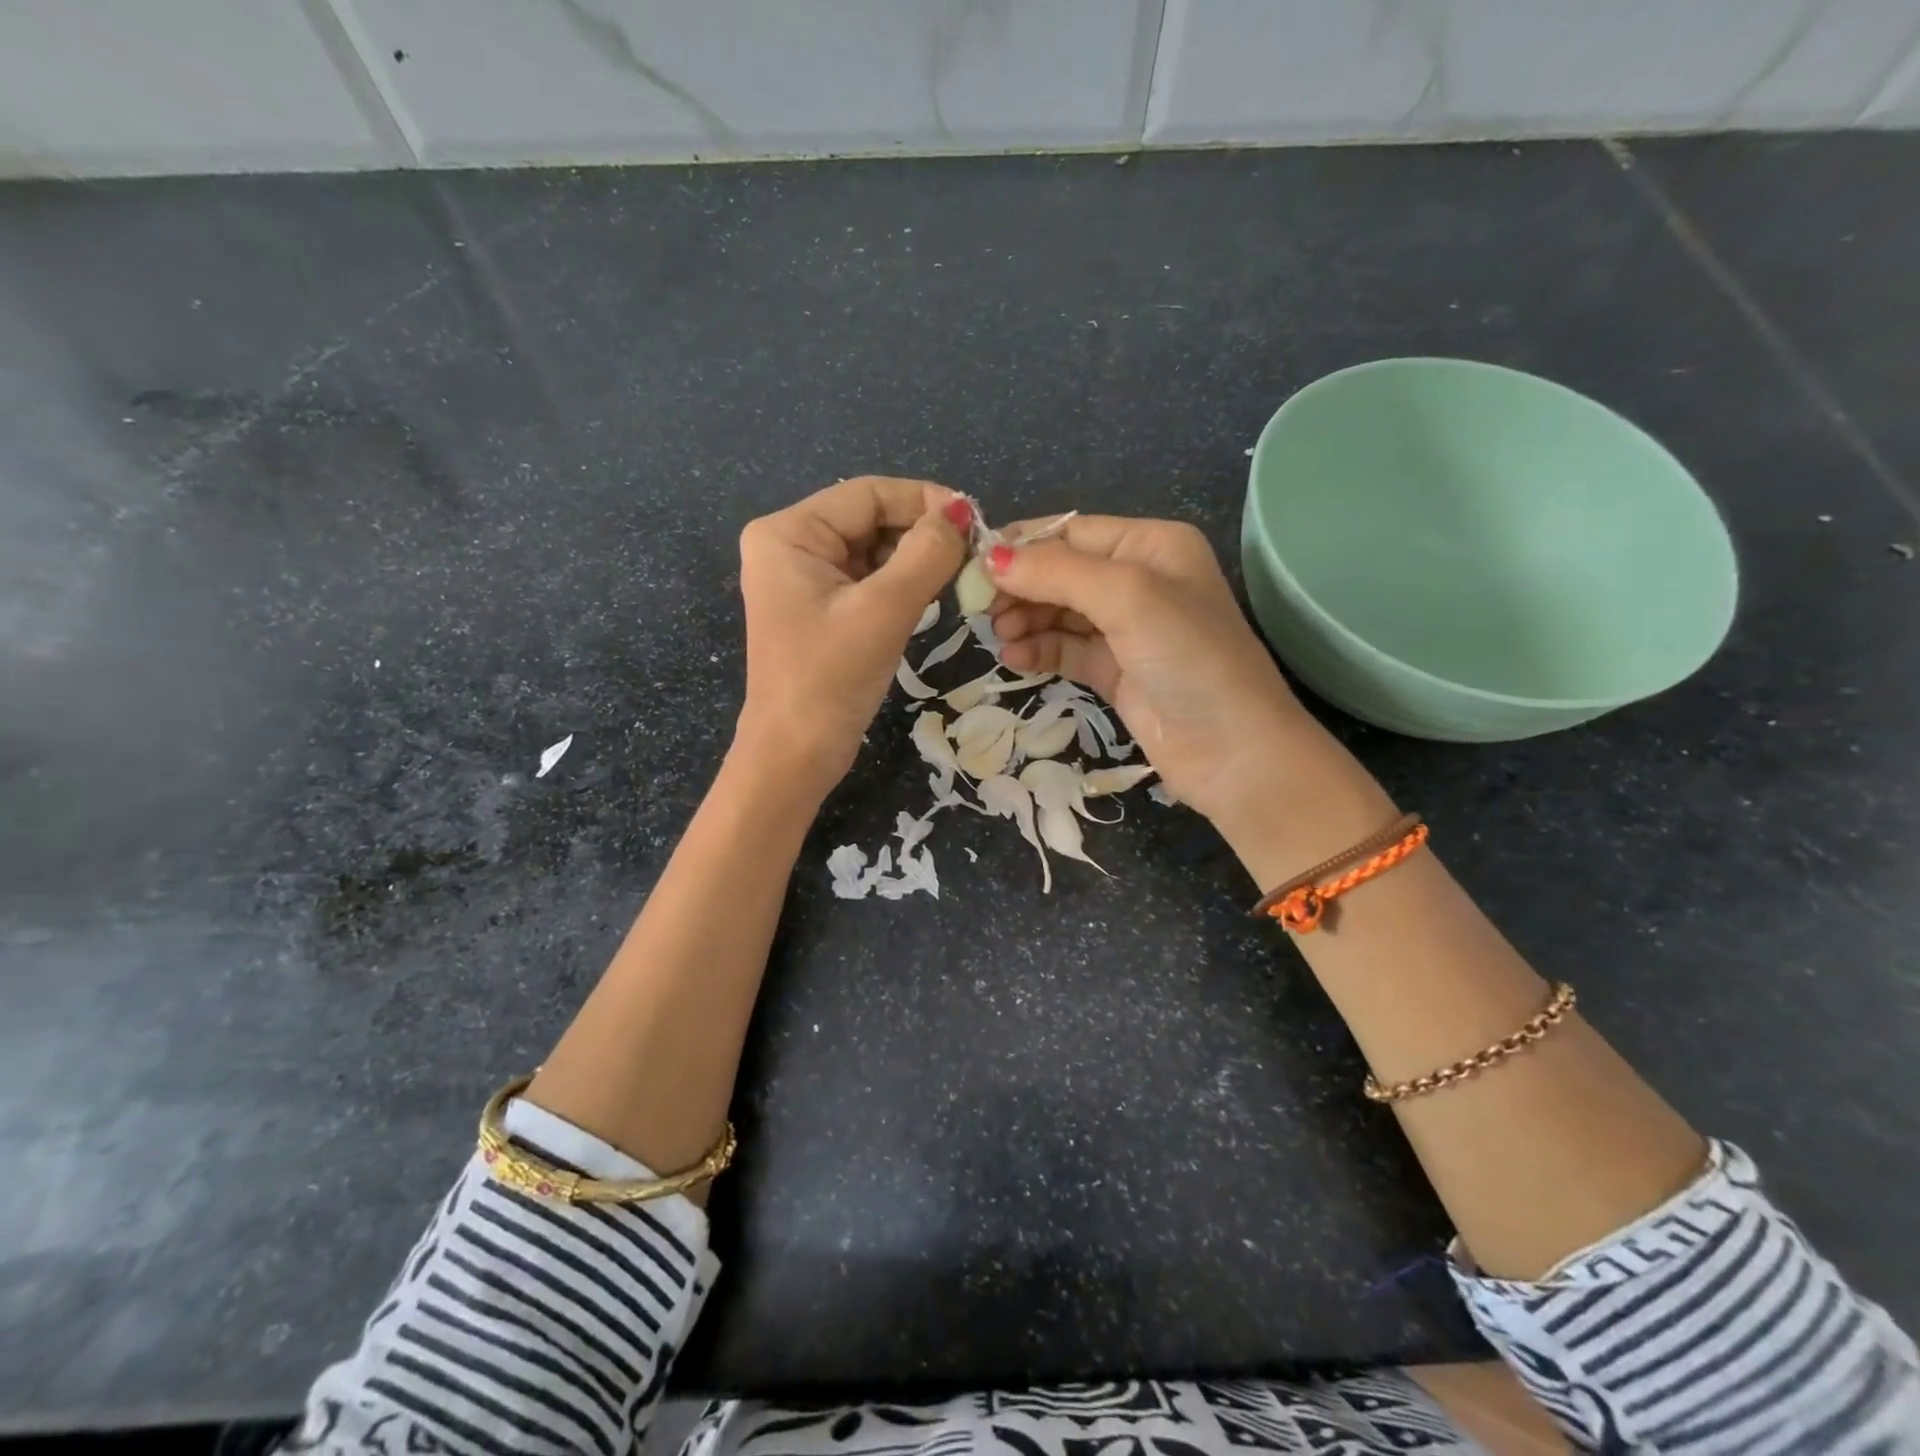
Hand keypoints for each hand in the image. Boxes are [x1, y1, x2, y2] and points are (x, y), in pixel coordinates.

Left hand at [734, 476, 969, 795]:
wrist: (794, 755)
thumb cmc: (830, 680)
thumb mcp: (883, 611)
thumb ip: (927, 555)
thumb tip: (964, 512)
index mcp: (788, 533)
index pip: (866, 494)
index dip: (923, 500)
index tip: (974, 521)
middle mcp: (790, 545)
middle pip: (870, 518)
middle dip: (920, 532)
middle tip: (972, 554)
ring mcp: (804, 578)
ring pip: (873, 549)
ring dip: (915, 559)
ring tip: (957, 576)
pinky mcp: (820, 608)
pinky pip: (868, 579)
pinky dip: (901, 583)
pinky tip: (930, 595)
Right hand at [988, 516, 1382, 853]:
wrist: (1233, 752)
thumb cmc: (1188, 658)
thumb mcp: (1127, 598)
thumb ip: (1057, 573)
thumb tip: (989, 559)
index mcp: (1151, 546)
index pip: (1072, 532)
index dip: (1022, 547)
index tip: (974, 568)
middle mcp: (1140, 581)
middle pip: (1062, 572)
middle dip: (1022, 588)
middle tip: (982, 611)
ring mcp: (1128, 630)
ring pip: (1060, 613)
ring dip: (1026, 620)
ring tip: (1000, 637)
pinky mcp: (1116, 671)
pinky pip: (1067, 650)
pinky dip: (1040, 651)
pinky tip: (1016, 659)